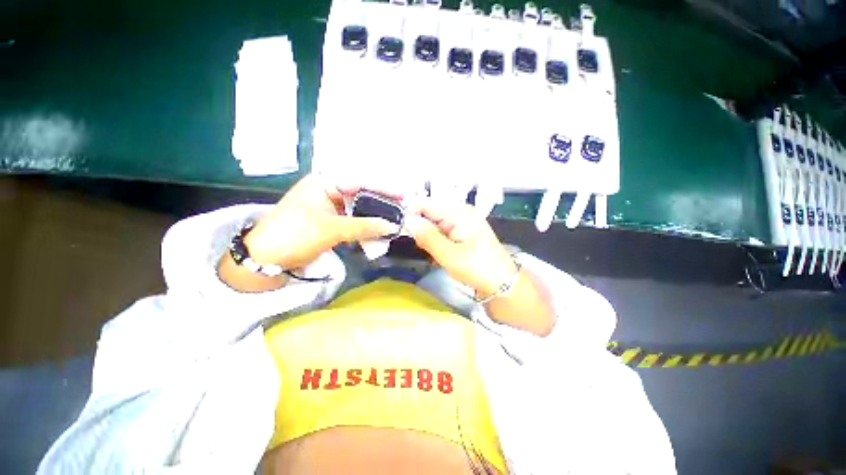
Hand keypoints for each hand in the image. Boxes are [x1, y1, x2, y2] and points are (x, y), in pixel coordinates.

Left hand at [241, 174, 399, 269]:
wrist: (265, 260)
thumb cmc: (295, 235)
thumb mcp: (332, 229)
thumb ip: (365, 226)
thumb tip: (393, 226)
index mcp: (325, 183)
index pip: (361, 181)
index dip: (384, 188)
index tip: (404, 195)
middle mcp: (329, 191)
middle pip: (362, 195)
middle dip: (382, 204)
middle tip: (403, 211)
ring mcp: (331, 208)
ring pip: (360, 210)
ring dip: (375, 219)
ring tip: (394, 224)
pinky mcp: (331, 223)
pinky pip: (354, 222)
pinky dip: (365, 229)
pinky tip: (378, 235)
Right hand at [405, 198, 516, 298]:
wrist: (501, 283)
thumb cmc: (477, 269)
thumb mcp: (449, 255)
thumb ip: (428, 237)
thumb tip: (409, 221)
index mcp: (459, 213)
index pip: (427, 203)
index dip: (411, 212)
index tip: (400, 226)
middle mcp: (460, 213)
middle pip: (430, 213)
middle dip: (421, 229)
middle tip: (423, 248)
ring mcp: (462, 222)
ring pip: (434, 224)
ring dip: (429, 238)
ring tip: (435, 254)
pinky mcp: (462, 232)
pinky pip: (442, 232)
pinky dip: (436, 242)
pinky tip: (440, 254)